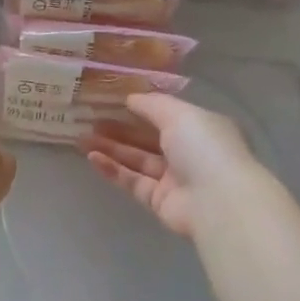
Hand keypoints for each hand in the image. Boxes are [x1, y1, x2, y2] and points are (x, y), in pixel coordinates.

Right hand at [83, 94, 260, 237]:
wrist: (217, 200)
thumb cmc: (203, 147)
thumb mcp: (179, 113)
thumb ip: (152, 104)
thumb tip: (130, 98)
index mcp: (201, 128)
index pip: (167, 115)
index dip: (140, 108)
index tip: (112, 102)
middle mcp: (189, 153)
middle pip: (148, 138)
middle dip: (120, 129)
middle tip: (90, 120)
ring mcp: (174, 179)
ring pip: (137, 160)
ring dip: (111, 148)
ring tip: (82, 138)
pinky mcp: (159, 201)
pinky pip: (132, 181)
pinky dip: (113, 170)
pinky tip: (92, 158)